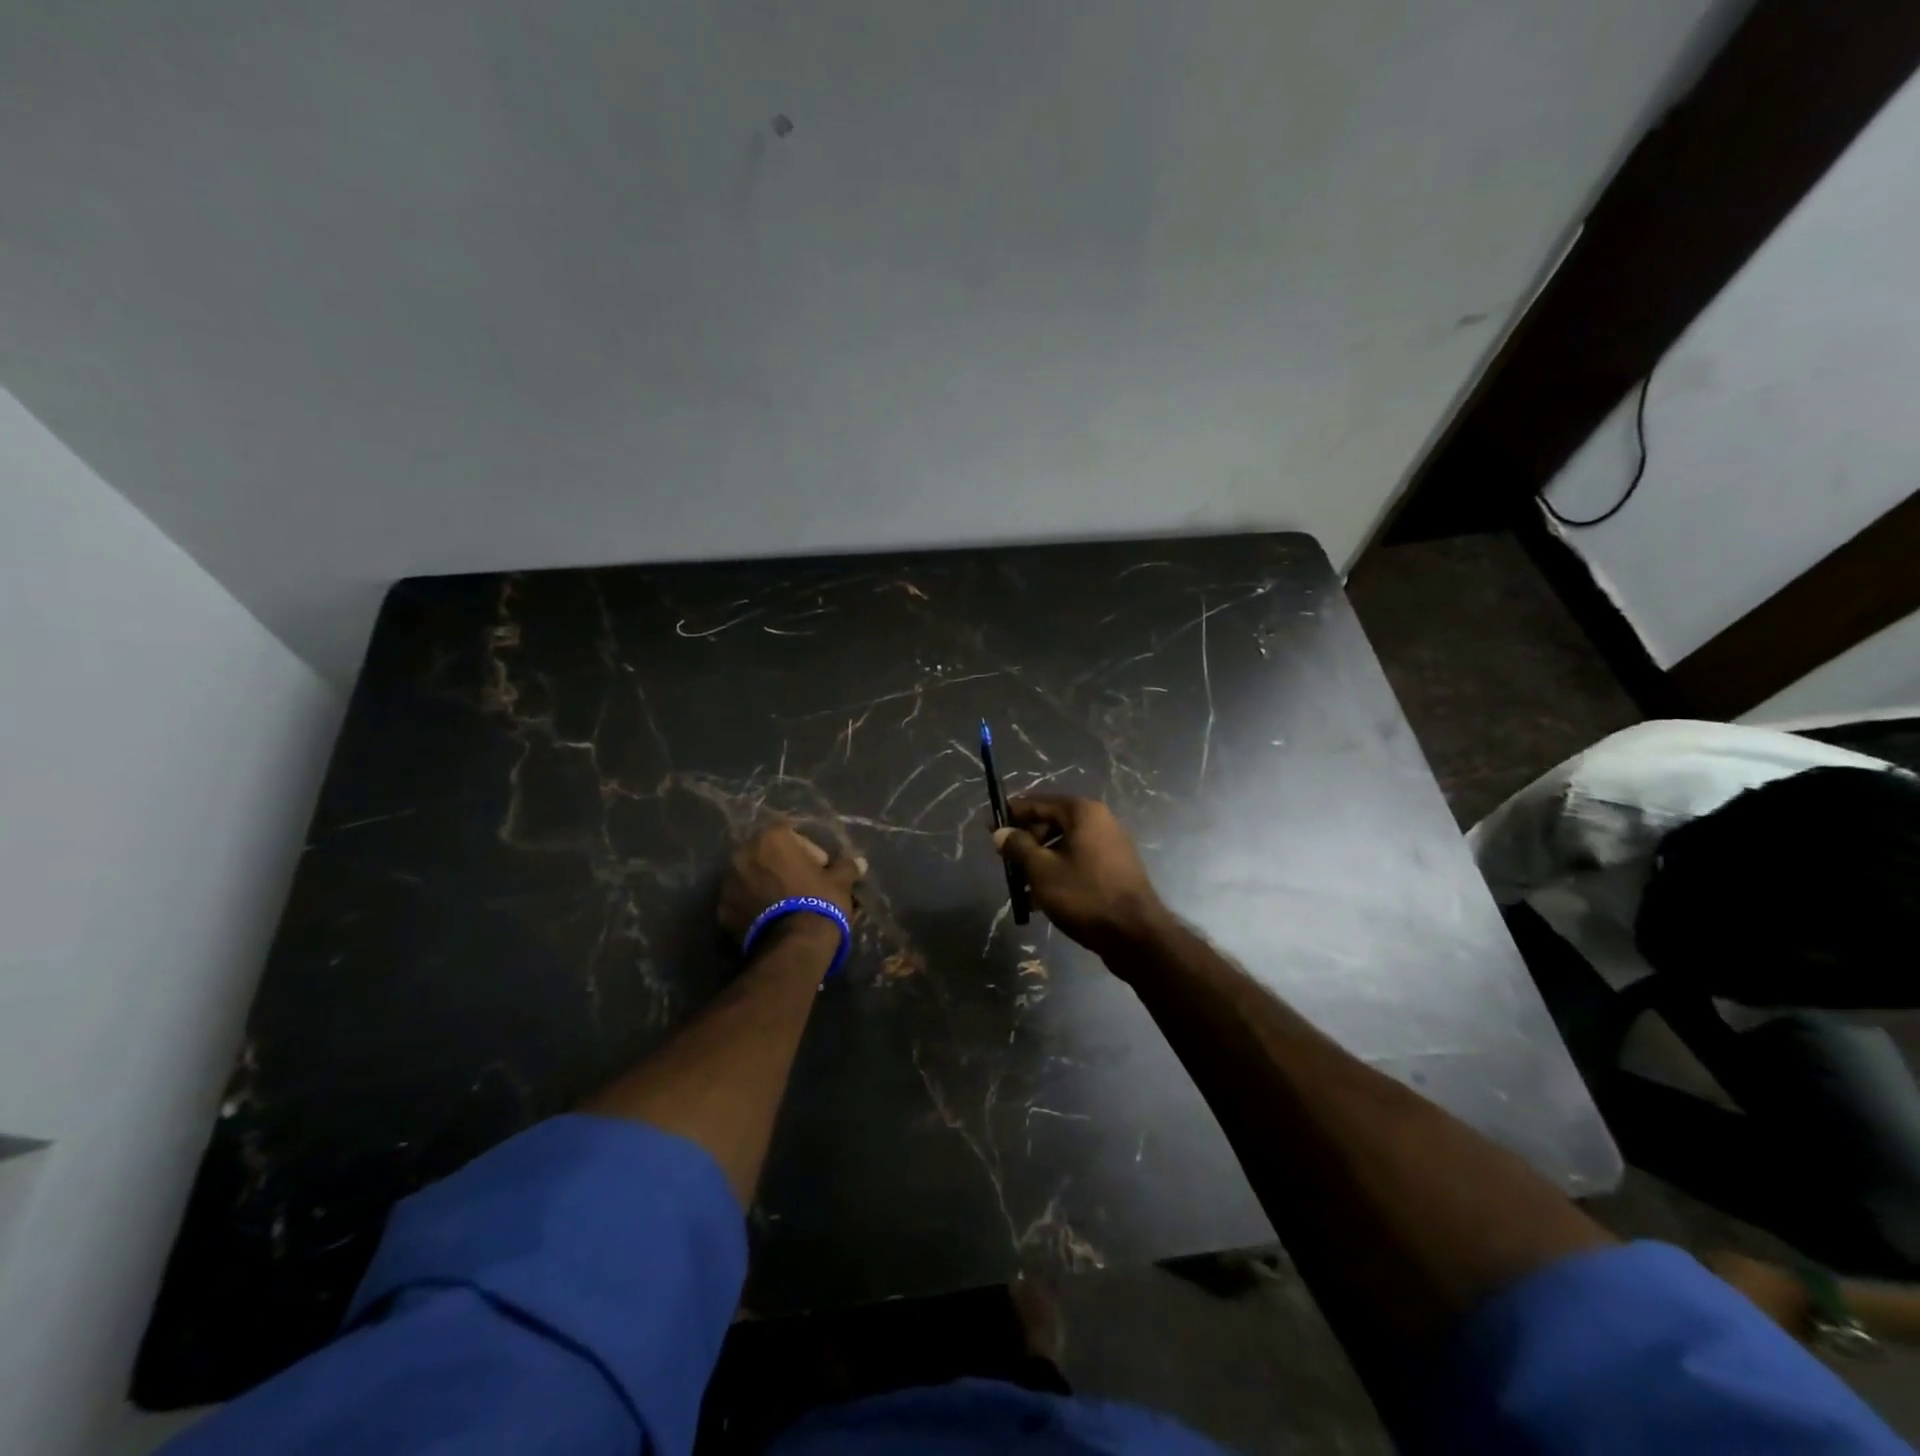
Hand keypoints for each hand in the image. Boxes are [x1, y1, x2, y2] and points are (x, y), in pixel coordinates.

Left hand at [718, 822, 862, 943]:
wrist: (793, 946)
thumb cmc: (819, 901)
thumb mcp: (840, 881)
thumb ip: (847, 867)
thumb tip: (859, 862)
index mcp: (770, 839)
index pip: (791, 834)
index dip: (809, 851)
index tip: (821, 869)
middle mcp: (743, 855)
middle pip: (767, 855)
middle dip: (784, 867)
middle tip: (804, 885)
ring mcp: (728, 884)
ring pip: (752, 878)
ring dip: (767, 886)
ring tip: (787, 905)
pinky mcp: (722, 912)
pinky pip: (742, 902)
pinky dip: (754, 906)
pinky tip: (772, 920)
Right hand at [993, 795, 1167, 957]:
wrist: (1135, 935)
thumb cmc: (1085, 895)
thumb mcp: (1042, 870)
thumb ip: (1018, 847)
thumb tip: (1001, 833)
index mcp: (1083, 812)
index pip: (1038, 803)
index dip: (1011, 814)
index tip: (988, 828)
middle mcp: (1099, 822)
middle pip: (1051, 824)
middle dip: (1026, 843)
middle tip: (1006, 863)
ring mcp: (1110, 846)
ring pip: (1063, 847)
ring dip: (1039, 863)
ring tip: (1020, 889)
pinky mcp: (1114, 870)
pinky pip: (1077, 863)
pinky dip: (1058, 874)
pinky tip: (1040, 901)